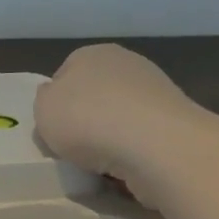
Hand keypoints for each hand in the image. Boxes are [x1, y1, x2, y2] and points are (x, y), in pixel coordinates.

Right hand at [34, 44, 200, 190]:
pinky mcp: (176, 120)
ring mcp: (156, 90)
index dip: (56, 103)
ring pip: (121, 116)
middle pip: (96, 94)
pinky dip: (134, 150)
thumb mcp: (43, 109)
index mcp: (92, 53)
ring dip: (112, 136)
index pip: (65, 74)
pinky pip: (142, 136)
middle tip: (75, 146)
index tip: (53, 128)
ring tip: (102, 162)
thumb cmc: (87, 119)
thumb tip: (55, 95)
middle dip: (87, 118)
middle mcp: (127, 63)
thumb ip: (45, 100)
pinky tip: (127, 165)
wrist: (154, 144)